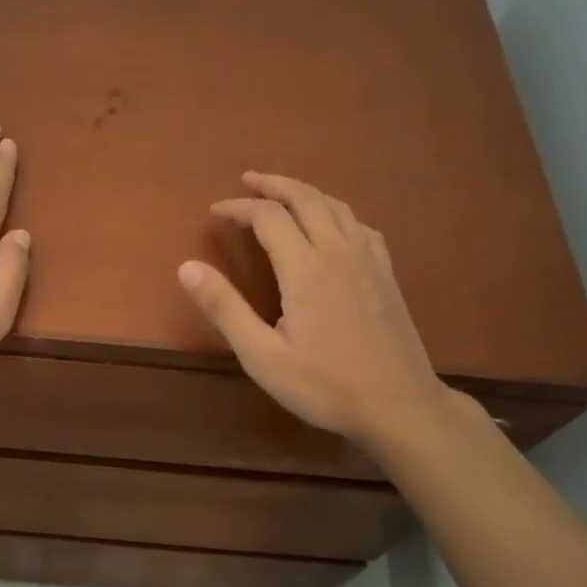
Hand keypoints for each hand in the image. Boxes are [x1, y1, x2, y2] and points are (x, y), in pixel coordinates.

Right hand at [177, 172, 450, 448]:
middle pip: (304, 198)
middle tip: (247, 180)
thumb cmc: (325, 385)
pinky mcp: (386, 273)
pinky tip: (331, 224)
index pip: (267, 216)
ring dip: (304, 192)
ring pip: (335, 206)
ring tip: (282, 193)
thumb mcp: (262, 356)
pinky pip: (358, 224)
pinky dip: (335, 211)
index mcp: (305, 268)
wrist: (400, 405)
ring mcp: (368, 259)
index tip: (215, 211)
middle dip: (272, 184)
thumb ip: (224, 308)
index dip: (238, 207)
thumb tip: (187, 267)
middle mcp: (338, 251)